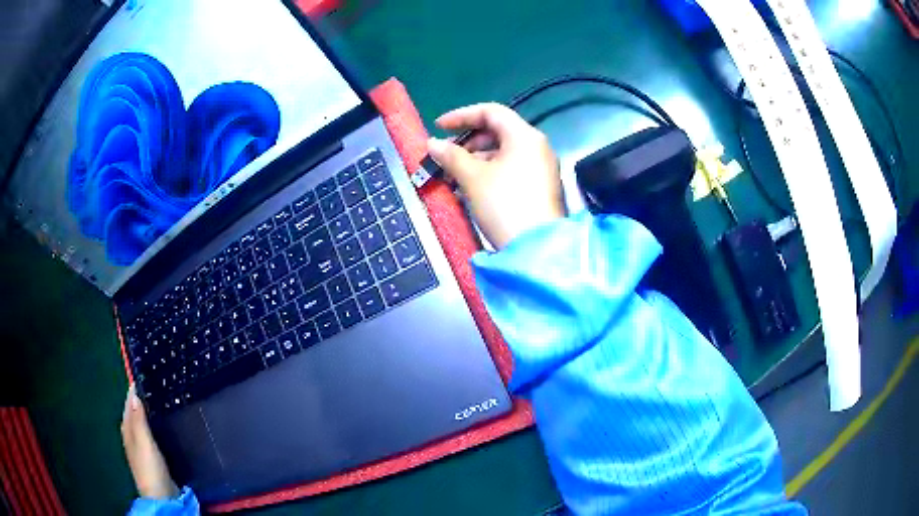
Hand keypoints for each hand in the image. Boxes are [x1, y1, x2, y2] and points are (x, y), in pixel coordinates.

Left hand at [121, 385, 178, 499]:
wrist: (161, 497)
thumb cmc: (150, 467)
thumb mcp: (144, 441)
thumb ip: (138, 419)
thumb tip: (134, 394)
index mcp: (127, 430)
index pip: (128, 405)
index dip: (133, 392)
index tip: (142, 377)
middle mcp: (131, 436)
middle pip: (133, 414)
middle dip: (140, 401)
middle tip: (153, 387)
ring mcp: (142, 448)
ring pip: (142, 425)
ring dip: (147, 414)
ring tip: (159, 403)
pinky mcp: (153, 458)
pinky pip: (151, 435)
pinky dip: (154, 427)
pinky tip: (162, 428)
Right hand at [427, 103, 564, 249]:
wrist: (536, 248)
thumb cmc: (504, 204)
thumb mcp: (472, 177)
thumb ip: (450, 156)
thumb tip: (432, 144)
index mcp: (524, 135)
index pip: (491, 111)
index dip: (461, 115)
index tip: (438, 127)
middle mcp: (536, 146)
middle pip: (497, 132)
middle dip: (467, 142)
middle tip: (445, 157)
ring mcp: (541, 168)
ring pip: (502, 153)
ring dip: (474, 161)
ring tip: (452, 177)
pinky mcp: (539, 187)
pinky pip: (510, 169)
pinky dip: (488, 173)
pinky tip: (469, 188)